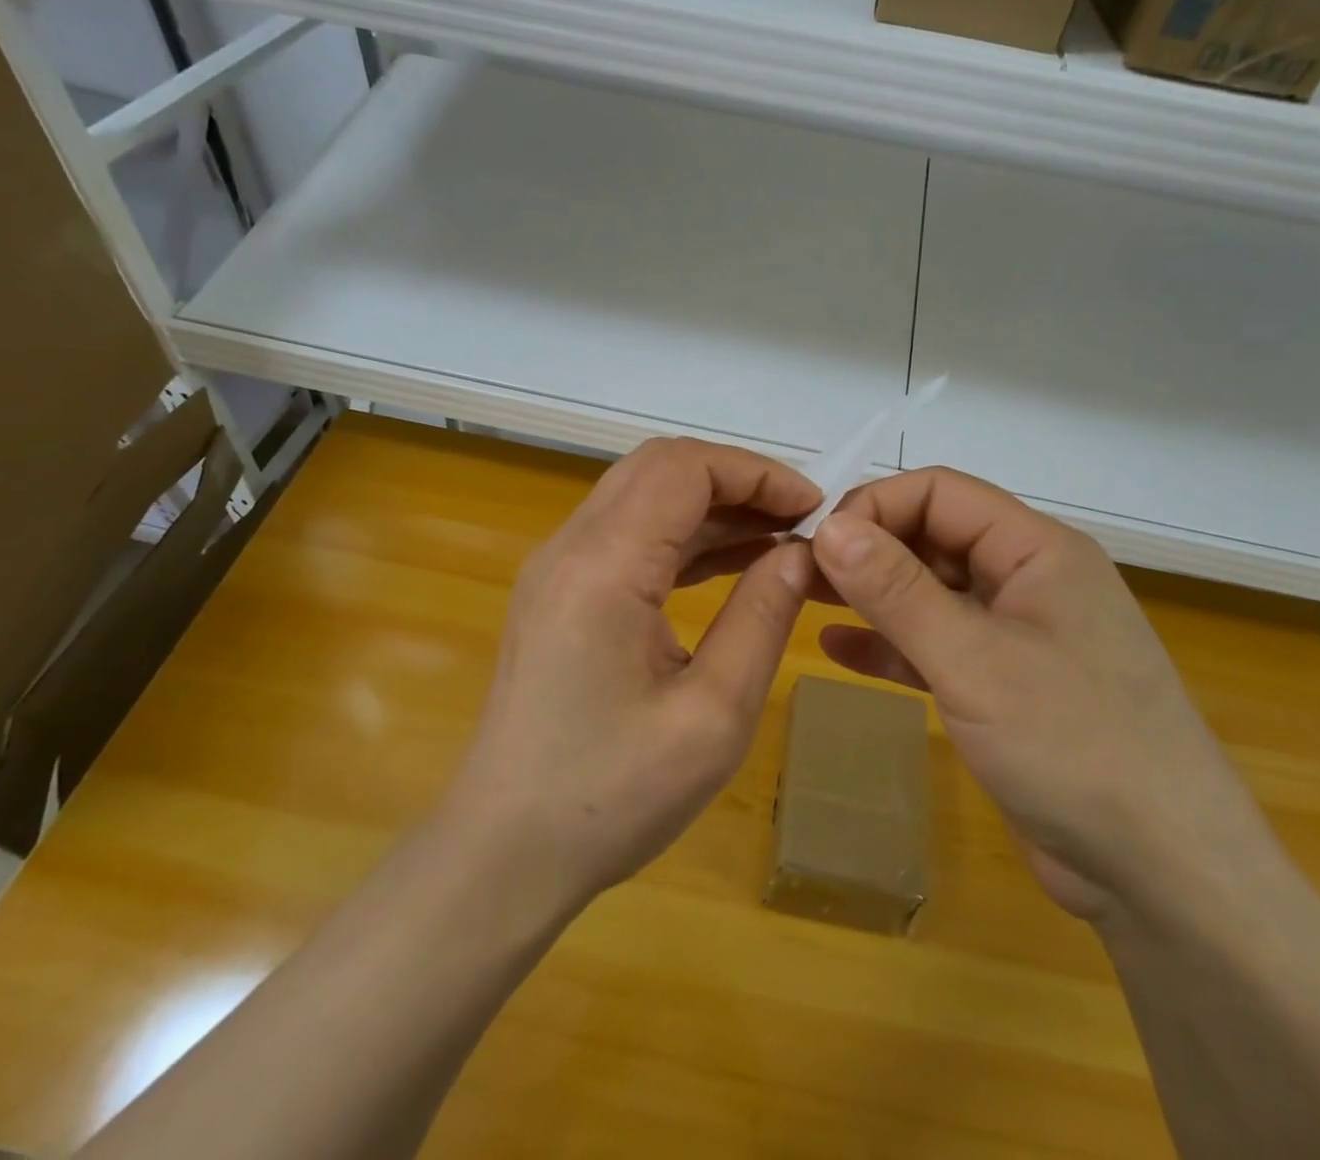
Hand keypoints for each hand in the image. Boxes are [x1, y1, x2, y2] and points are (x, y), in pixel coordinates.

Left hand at [444, 437, 818, 916]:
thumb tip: (801, 554)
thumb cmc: (611, 796)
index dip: (756, 472)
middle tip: (800, 520)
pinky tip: (733, 566)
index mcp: (603, 566)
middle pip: (660, 467)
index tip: (814, 508)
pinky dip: (684, 537)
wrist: (505, 852)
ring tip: (780, 541)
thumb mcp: (713, 716)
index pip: (684, 467)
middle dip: (737, 480)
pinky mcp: (560, 592)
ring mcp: (558, 567)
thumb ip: (761, 618)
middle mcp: (570, 547)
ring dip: (712, 507)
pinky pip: (629, 536)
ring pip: (644, 497)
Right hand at [810, 469, 1277, 925]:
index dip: (875, 506)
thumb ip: (897, 591)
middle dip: (867, 550)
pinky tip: (837, 649)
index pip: (941, 493)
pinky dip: (890, 645)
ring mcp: (1017, 635)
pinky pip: (936, 646)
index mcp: (1037, 550)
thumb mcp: (973, 660)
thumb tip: (829, 527)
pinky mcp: (1005, 686)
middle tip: (798, 572)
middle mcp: (1028, 580)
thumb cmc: (1074, 746)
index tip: (817, 541)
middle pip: (934, 538)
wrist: (1166, 878)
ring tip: (803, 598)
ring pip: (931, 593)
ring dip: (872, 595)